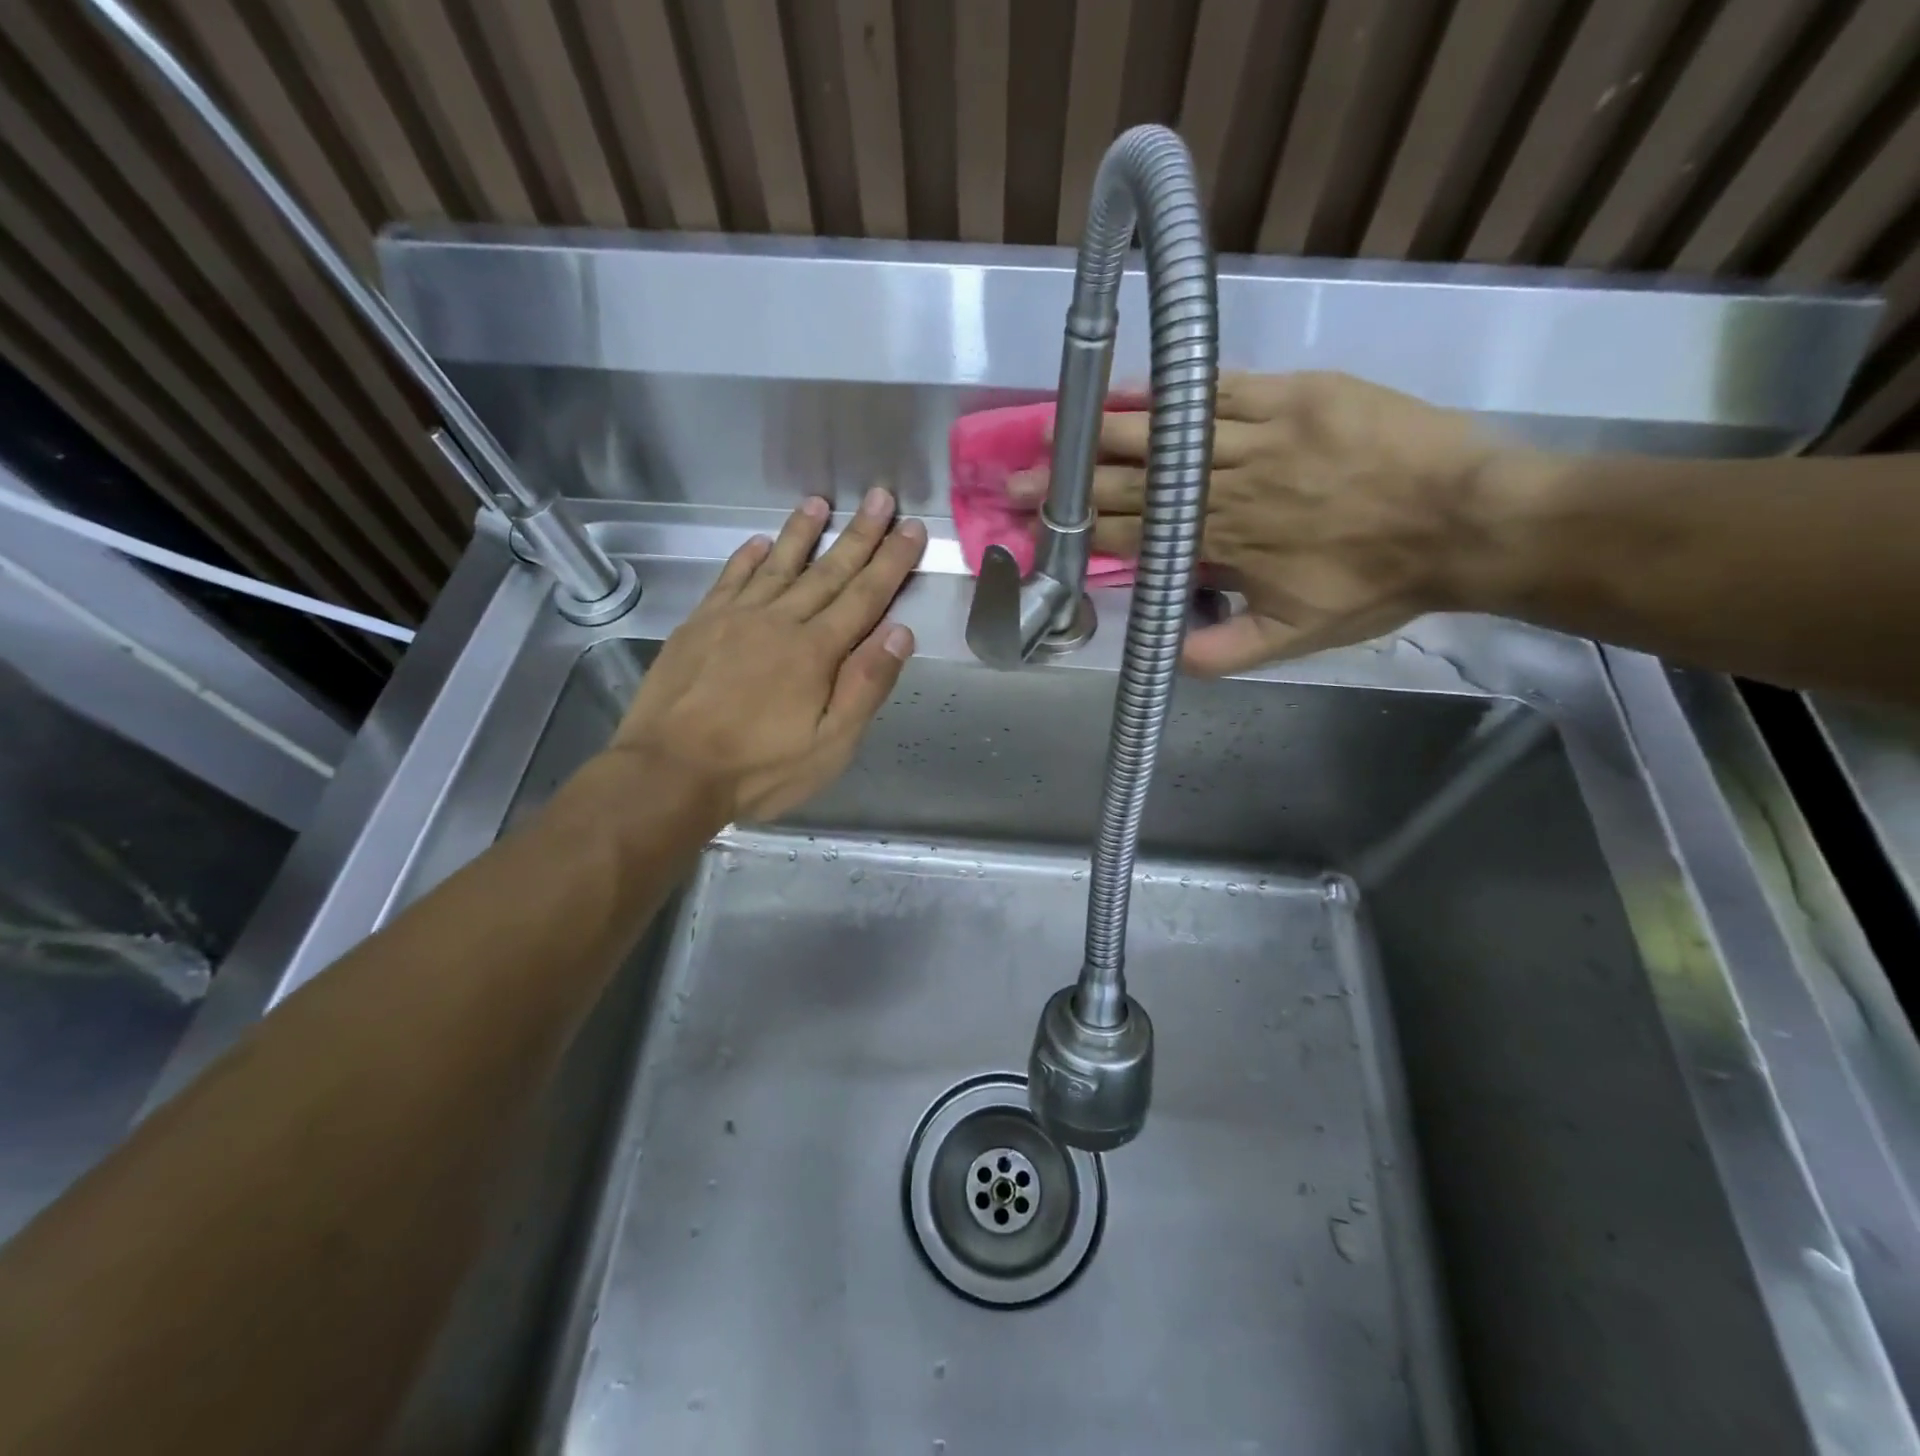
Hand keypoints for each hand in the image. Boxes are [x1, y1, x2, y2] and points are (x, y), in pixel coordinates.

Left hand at [610, 488, 925, 821]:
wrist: (669, 772)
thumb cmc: (759, 768)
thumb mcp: (830, 744)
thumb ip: (866, 685)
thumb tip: (899, 631)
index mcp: (816, 651)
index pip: (865, 596)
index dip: (892, 562)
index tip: (911, 528)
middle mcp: (779, 621)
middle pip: (827, 571)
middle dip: (859, 534)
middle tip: (880, 497)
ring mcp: (734, 618)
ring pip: (777, 564)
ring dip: (801, 532)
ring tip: (820, 503)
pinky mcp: (699, 625)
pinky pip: (729, 579)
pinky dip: (746, 558)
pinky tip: (757, 542)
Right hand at [1011, 372, 1502, 673]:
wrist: (1467, 520)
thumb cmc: (1376, 583)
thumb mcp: (1296, 637)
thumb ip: (1223, 651)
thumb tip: (1162, 659)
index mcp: (1221, 545)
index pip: (1135, 533)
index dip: (1083, 529)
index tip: (1038, 525)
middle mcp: (1226, 487)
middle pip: (1134, 481)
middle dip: (1072, 483)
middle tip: (1019, 479)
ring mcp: (1257, 435)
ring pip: (1164, 432)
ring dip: (1104, 433)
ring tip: (1055, 429)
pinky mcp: (1291, 395)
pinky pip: (1216, 389)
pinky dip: (1168, 389)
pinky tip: (1130, 387)